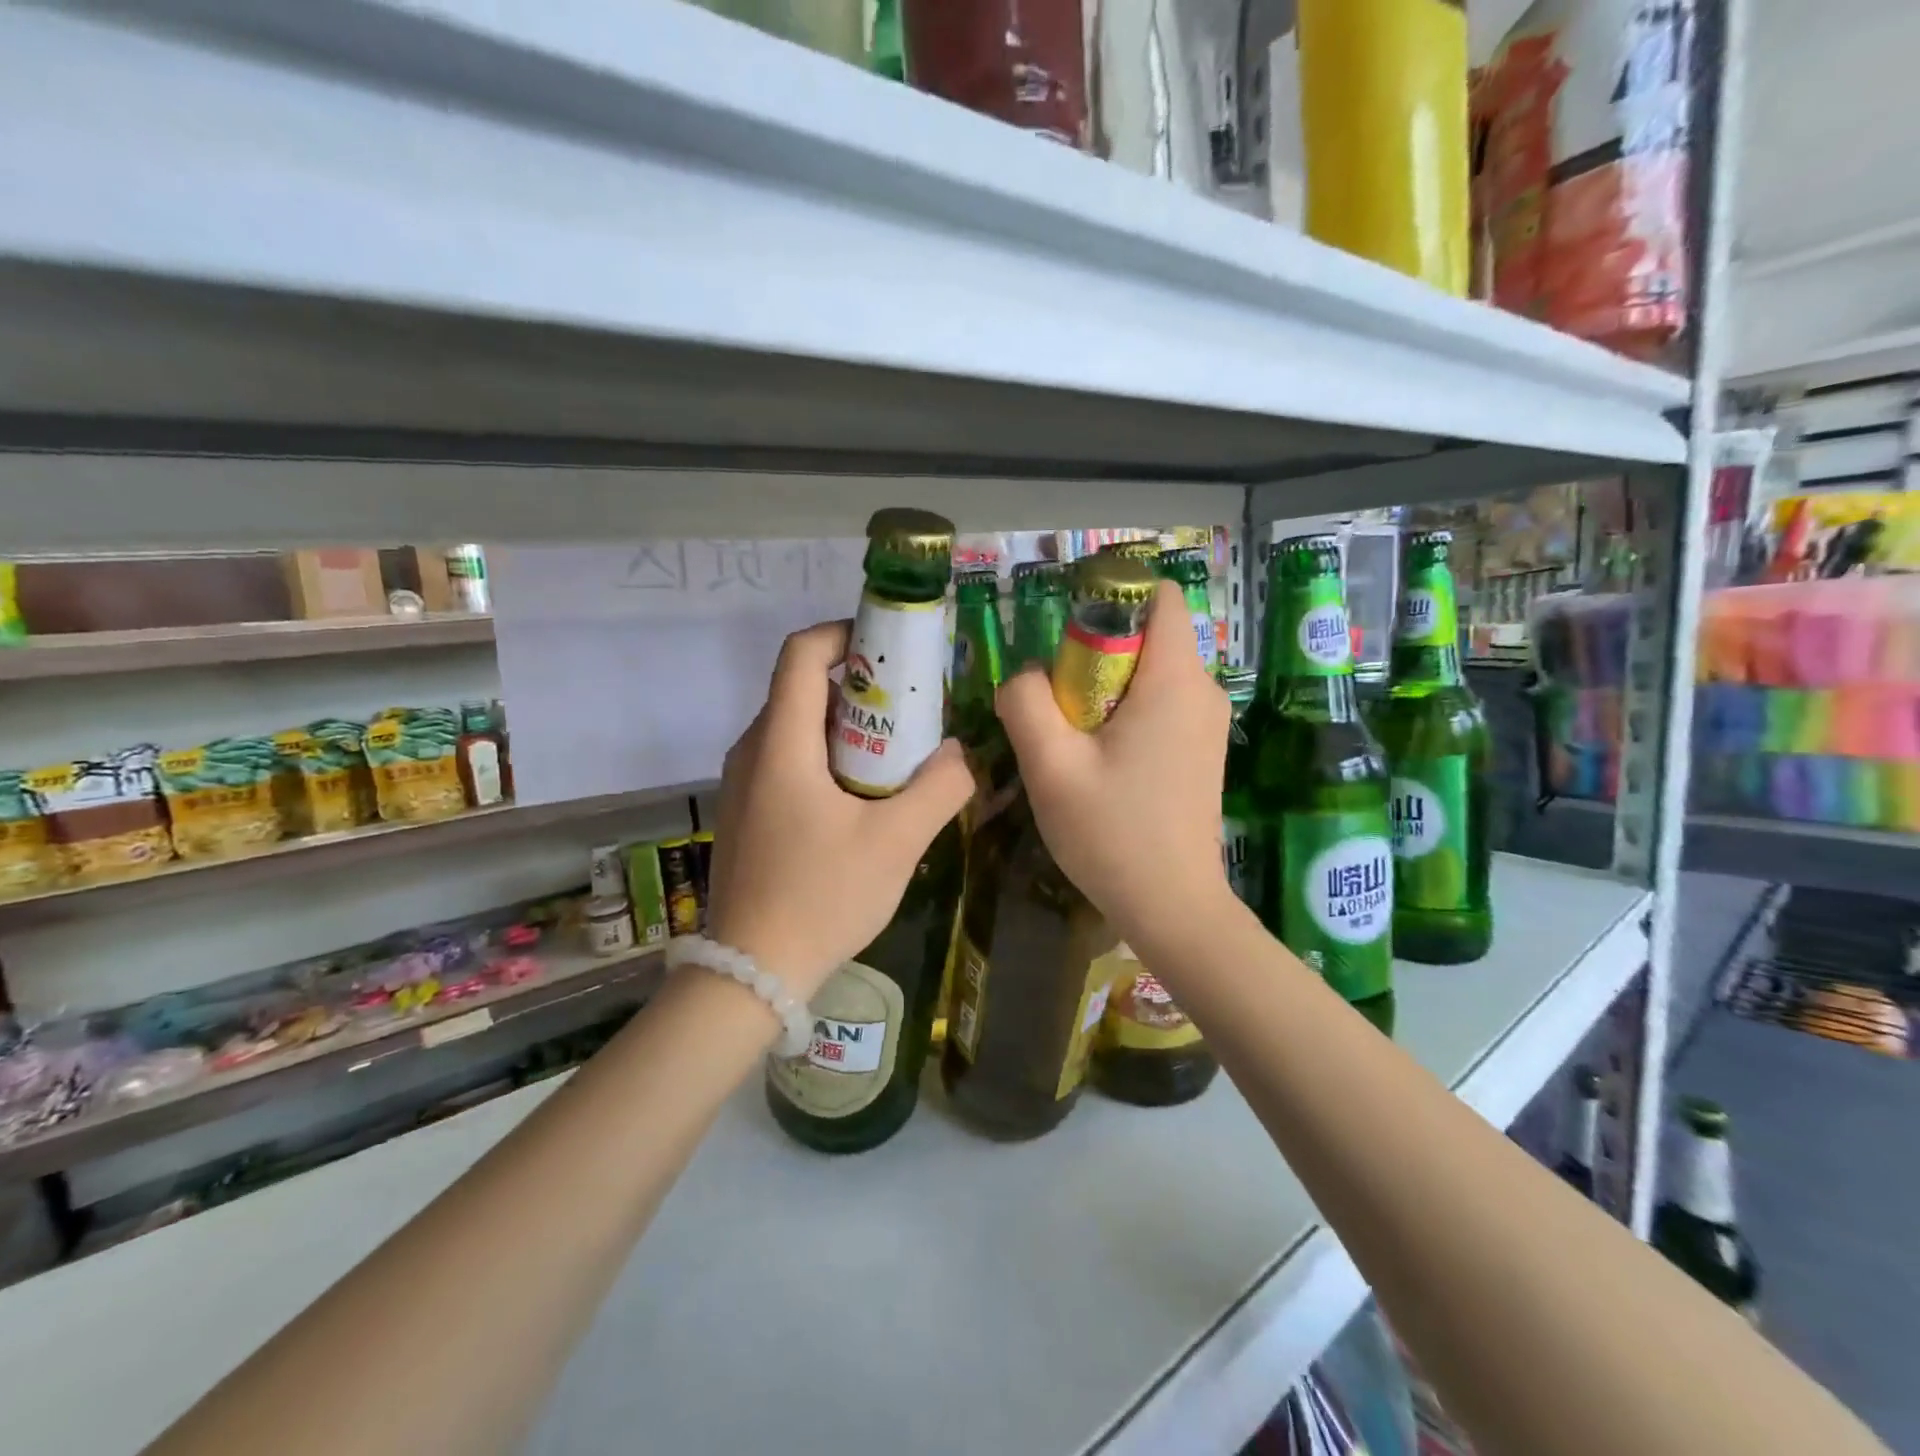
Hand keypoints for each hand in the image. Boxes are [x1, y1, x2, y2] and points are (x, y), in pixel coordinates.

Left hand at [705, 620, 972, 1000]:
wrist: (749, 974)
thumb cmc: (822, 897)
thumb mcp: (897, 842)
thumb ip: (940, 787)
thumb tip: (961, 753)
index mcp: (780, 743)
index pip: (801, 653)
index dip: (845, 634)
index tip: (891, 649)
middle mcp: (752, 750)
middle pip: (802, 688)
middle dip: (859, 685)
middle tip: (910, 708)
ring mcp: (742, 784)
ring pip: (796, 727)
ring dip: (846, 725)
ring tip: (896, 753)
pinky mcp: (746, 813)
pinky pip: (787, 760)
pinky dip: (826, 757)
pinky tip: (862, 797)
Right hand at [996, 581, 1232, 948]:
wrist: (1173, 909)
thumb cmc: (1113, 834)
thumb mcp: (1051, 766)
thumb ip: (1026, 702)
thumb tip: (1026, 676)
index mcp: (1175, 680)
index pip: (1160, 596)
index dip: (1111, 599)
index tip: (1067, 639)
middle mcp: (1203, 690)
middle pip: (1147, 635)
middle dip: (1095, 653)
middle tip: (1057, 703)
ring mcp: (1207, 722)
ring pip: (1149, 672)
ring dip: (1104, 688)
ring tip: (1070, 737)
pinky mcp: (1200, 750)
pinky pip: (1159, 704)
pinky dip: (1123, 713)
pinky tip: (1097, 760)